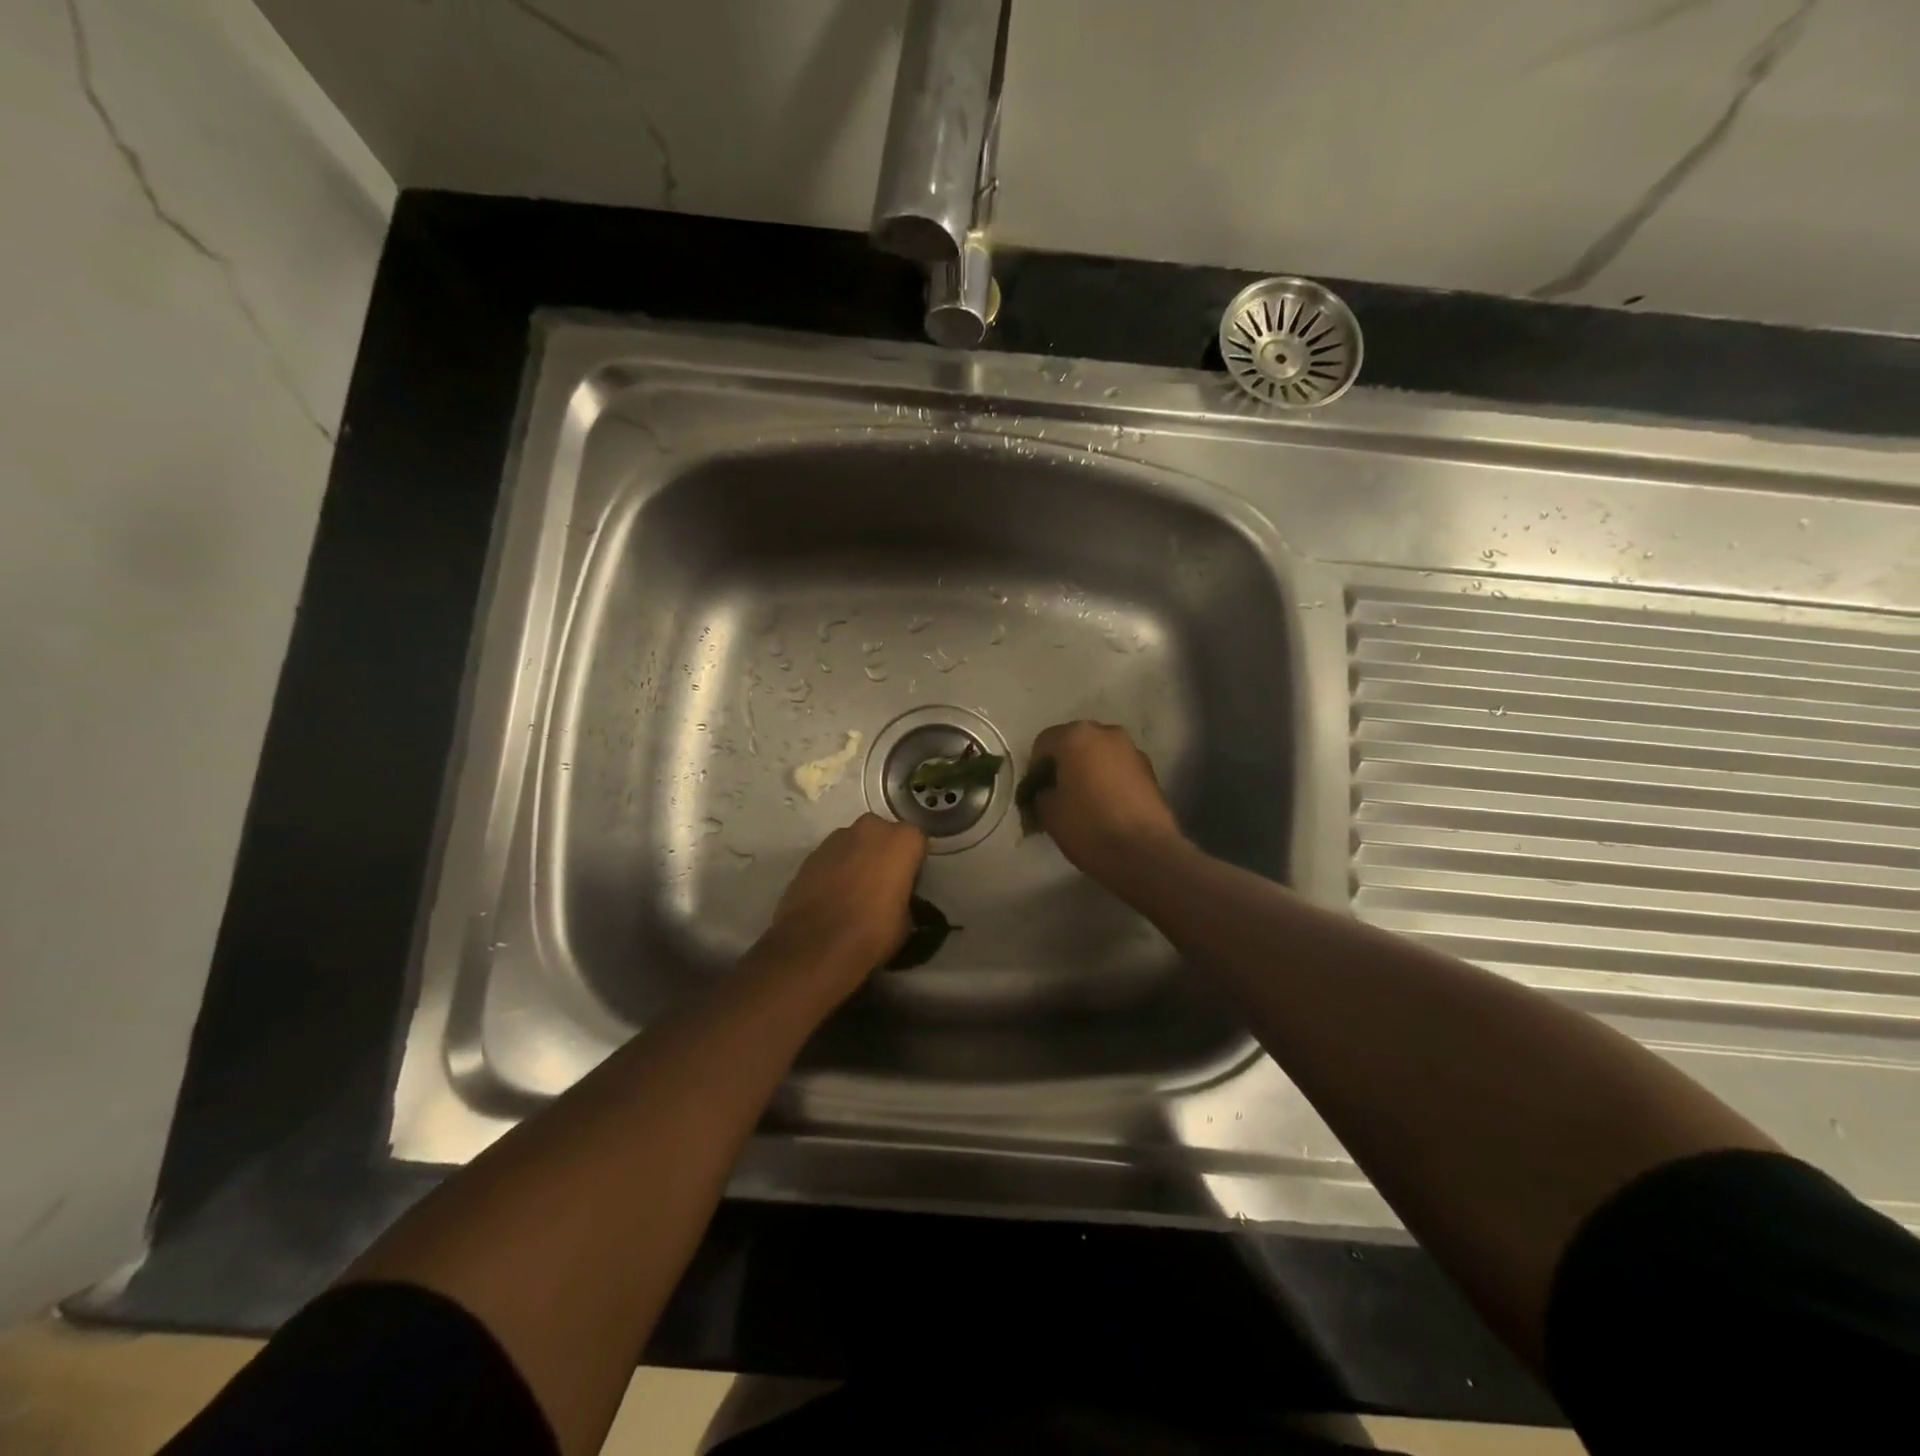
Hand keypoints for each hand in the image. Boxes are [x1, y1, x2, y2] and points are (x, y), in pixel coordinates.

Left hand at [758, 814, 927, 994]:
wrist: (816, 944)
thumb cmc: (873, 931)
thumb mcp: (906, 920)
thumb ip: (904, 897)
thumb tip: (896, 900)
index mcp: (903, 840)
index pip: (917, 842)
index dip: (913, 864)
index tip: (908, 884)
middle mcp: (872, 829)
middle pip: (884, 835)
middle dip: (884, 853)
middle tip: (882, 883)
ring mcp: (838, 837)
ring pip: (855, 842)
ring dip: (857, 858)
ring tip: (854, 890)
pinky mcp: (812, 853)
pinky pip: (832, 856)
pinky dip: (835, 869)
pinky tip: (832, 895)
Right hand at [1026, 721, 1186, 881]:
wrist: (1145, 853)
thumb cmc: (1089, 826)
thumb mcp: (1048, 813)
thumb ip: (1040, 793)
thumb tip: (1046, 792)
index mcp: (1076, 736)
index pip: (1043, 743)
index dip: (1034, 769)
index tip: (1034, 794)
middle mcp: (1106, 732)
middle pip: (1073, 744)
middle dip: (1063, 766)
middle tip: (1057, 796)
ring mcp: (1132, 750)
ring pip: (1098, 755)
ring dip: (1087, 772)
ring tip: (1083, 803)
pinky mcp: (1150, 770)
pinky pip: (1118, 768)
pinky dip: (1108, 780)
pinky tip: (1106, 807)